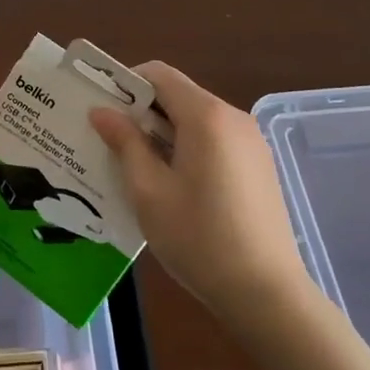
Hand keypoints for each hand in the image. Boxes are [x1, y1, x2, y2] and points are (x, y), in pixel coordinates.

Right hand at [91, 63, 305, 318]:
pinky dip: (188, 148)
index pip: (159, 74)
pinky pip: (215, 141)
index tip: (103, 110)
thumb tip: (102, 111)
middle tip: (110, 142)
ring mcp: (251, 142)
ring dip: (163, 133)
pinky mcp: (259, 166)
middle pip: (178, 96)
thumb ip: (125, 143)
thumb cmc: (199, 238)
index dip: (126, 84)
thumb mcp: (149, 191)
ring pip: (196, 120)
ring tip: (137, 169)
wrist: (267, 294)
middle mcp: (233, 118)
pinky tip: (173, 186)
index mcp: (206, 116)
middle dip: (142, 112)